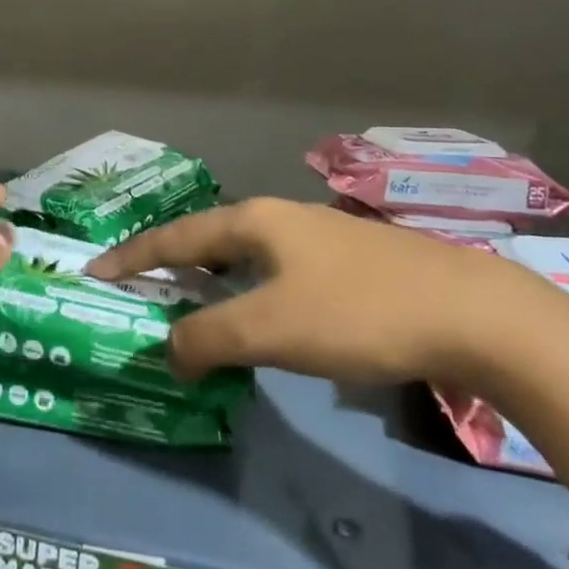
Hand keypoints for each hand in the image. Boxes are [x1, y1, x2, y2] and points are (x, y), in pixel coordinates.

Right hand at [91, 198, 568, 507]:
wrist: (472, 313)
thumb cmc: (358, 313)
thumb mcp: (271, 329)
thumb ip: (208, 338)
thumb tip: (168, 350)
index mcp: (255, 221)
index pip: (176, 236)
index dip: (133, 256)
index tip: (96, 270)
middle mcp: (282, 218)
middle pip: (210, 237)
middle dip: (172, 263)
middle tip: (143, 288)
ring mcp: (320, 236)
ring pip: (247, 254)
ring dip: (214, 278)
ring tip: (195, 303)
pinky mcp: (350, 261)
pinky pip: (277, 271)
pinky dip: (250, 290)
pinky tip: (263, 313)